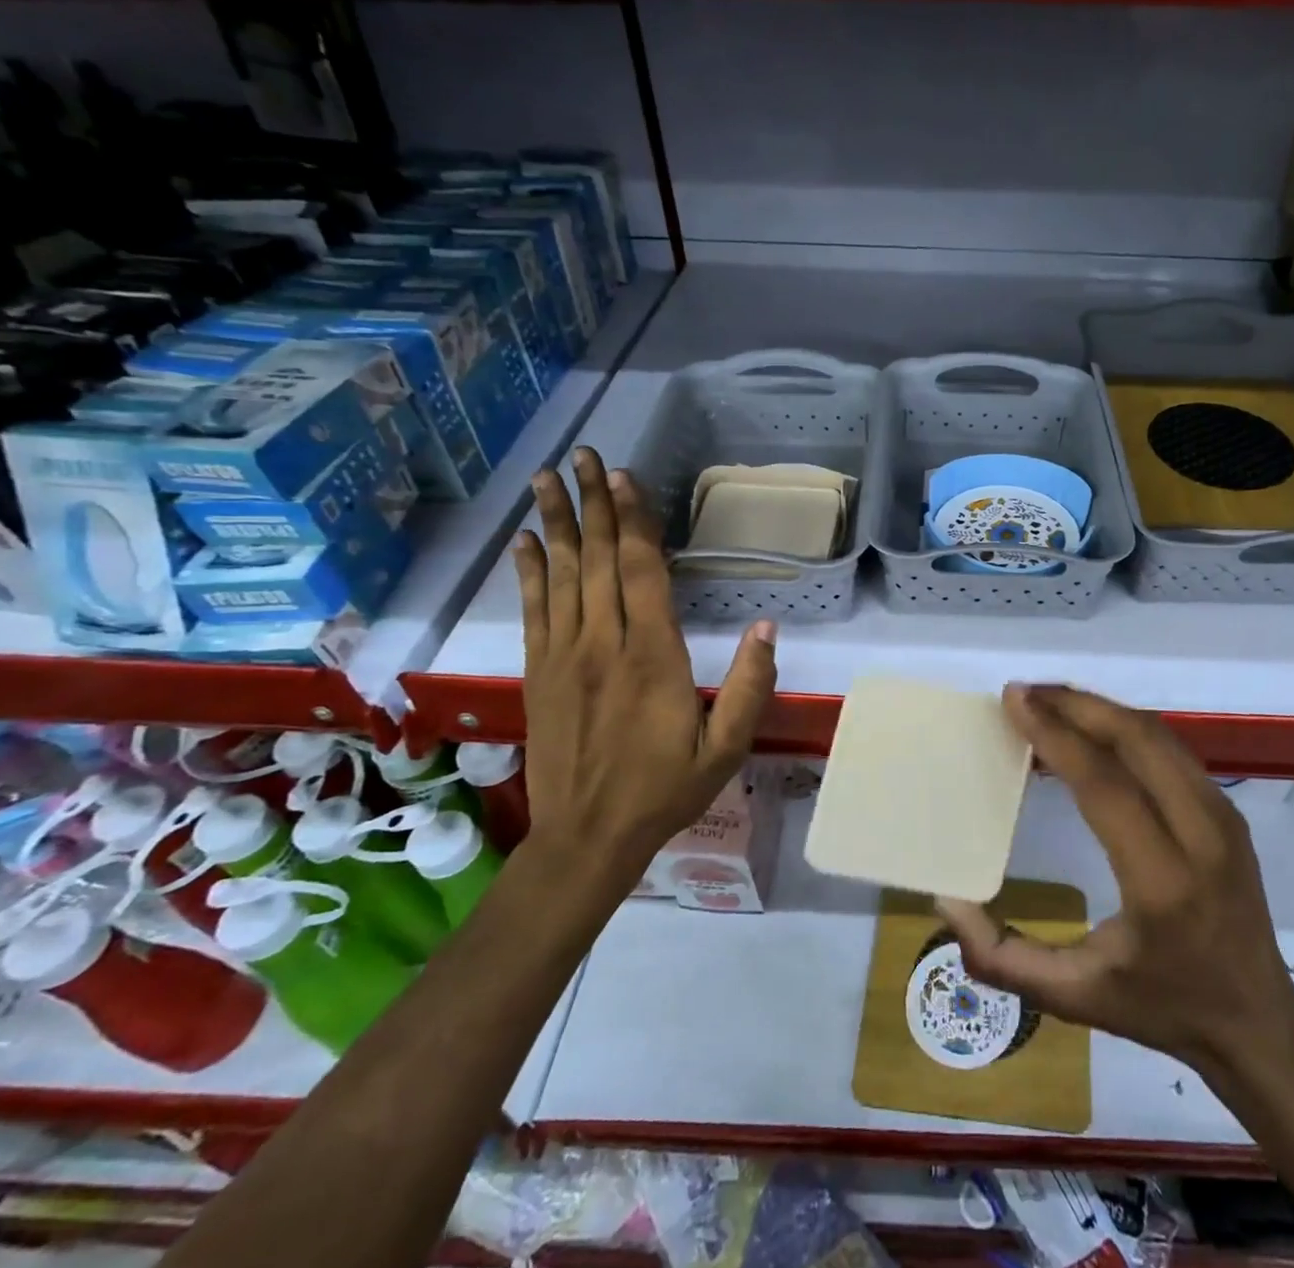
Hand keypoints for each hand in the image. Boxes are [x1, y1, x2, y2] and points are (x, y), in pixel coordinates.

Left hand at [512, 447, 777, 891]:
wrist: (587, 838)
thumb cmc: (665, 790)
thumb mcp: (726, 747)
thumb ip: (750, 686)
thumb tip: (768, 626)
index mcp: (652, 657)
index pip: (640, 573)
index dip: (632, 521)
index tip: (624, 477)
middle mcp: (603, 644)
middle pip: (597, 560)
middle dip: (592, 504)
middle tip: (584, 455)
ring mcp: (564, 656)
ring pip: (560, 576)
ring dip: (556, 524)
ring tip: (547, 478)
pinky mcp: (540, 672)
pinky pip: (533, 610)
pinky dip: (529, 572)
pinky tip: (526, 542)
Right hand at [937, 684, 1293, 1076]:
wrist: (1258, 1023)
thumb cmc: (1160, 1007)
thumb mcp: (1073, 997)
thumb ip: (1001, 957)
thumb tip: (949, 899)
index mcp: (1162, 882)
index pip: (1104, 784)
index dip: (1056, 734)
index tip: (1014, 700)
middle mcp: (1202, 835)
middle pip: (1136, 739)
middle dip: (1075, 705)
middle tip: (1024, 693)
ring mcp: (1223, 816)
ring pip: (1156, 734)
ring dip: (1099, 709)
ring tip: (1049, 703)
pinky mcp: (1228, 809)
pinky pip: (1169, 748)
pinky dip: (1123, 727)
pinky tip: (1089, 730)